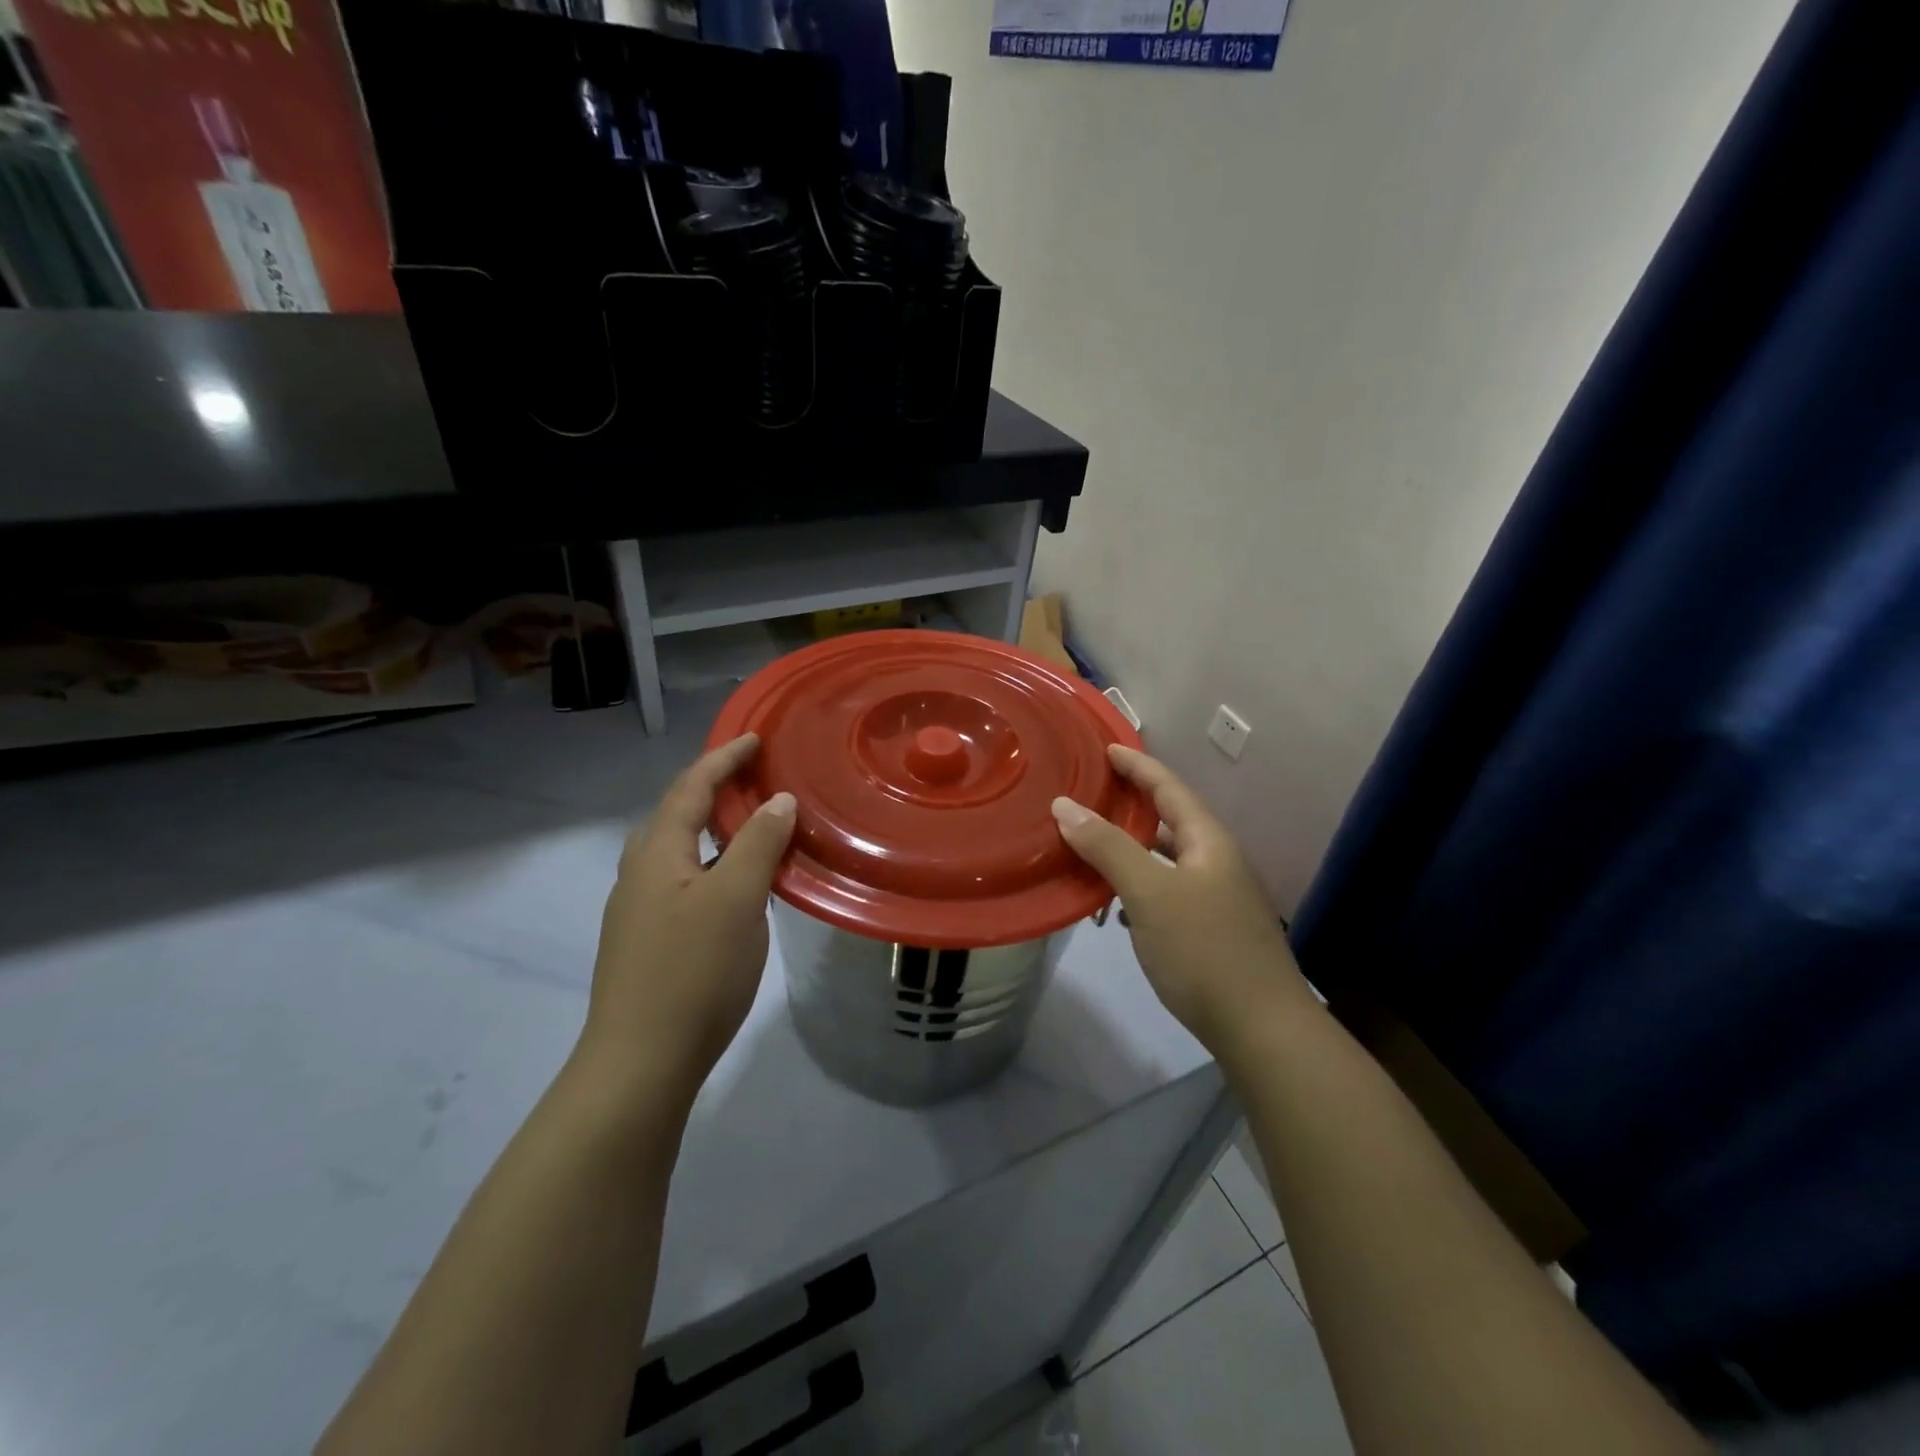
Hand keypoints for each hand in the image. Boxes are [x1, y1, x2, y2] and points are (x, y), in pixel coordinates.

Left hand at [580, 734, 795, 1109]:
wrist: (640, 1063)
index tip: (754, 738)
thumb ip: (758, 843)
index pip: (690, 788)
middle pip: (674, 815)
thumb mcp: (737, 899)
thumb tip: (777, 800)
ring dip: (710, 829)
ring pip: (676, 852)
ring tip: (748, 827)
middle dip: (711, 789)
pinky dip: (709, 864)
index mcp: (656, 854)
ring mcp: (637, 911)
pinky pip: (680, 881)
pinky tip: (733, 887)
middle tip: (752, 780)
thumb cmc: (693, 971)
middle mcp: (638, 874)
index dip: (722, 759)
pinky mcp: (645, 942)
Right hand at [1052, 745, 1310, 1053]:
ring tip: (1091, 842)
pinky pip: (1166, 891)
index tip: (1106, 748)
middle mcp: (1216, 862)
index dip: (1138, 765)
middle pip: (1170, 819)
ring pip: (1166, 858)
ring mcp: (1217, 898)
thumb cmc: (1204, 950)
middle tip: (1090, 792)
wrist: (1262, 1030)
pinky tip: (1115, 901)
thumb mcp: (1150, 893)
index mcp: (1208, 841)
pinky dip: (1138, 884)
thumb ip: (1108, 847)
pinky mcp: (1210, 930)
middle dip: (1131, 803)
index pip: (1169, 787)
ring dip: (1131, 847)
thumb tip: (1065, 805)